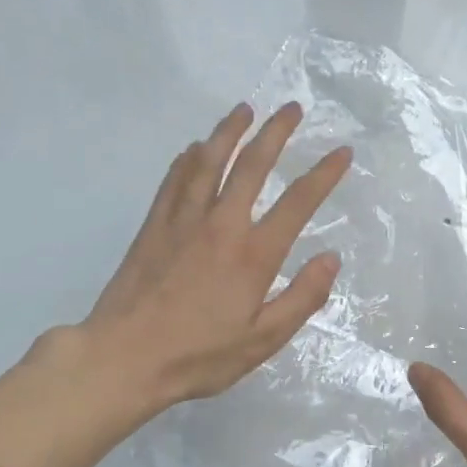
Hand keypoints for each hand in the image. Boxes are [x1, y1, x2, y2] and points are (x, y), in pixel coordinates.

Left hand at [30, 102, 350, 415]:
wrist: (124, 358)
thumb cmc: (199, 355)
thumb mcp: (263, 340)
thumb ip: (302, 298)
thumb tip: (331, 258)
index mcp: (253, 255)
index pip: (298, 203)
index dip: (324, 174)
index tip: (342, 151)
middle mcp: (221, 225)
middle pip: (252, 166)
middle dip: (276, 133)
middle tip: (292, 108)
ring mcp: (183, 221)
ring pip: (209, 162)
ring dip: (230, 131)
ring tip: (244, 109)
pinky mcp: (154, 226)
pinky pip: (174, 180)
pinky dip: (188, 158)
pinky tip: (194, 147)